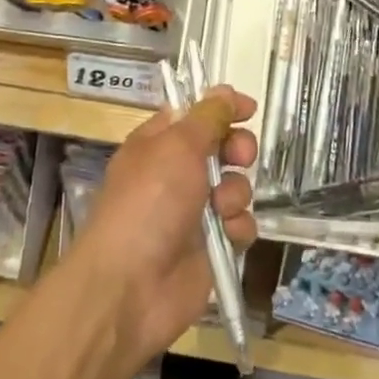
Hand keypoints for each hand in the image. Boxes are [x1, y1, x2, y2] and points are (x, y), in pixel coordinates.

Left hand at [72, 86, 257, 362]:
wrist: (130, 287)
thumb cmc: (149, 202)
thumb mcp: (177, 147)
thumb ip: (207, 117)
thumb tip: (224, 91)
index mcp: (159, 143)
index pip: (195, 114)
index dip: (221, 108)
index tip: (248, 109)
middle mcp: (177, 173)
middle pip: (221, 147)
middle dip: (237, 149)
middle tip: (239, 155)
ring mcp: (194, 212)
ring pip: (235, 185)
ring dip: (236, 191)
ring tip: (221, 207)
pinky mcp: (211, 247)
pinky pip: (239, 225)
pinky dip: (238, 227)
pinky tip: (227, 235)